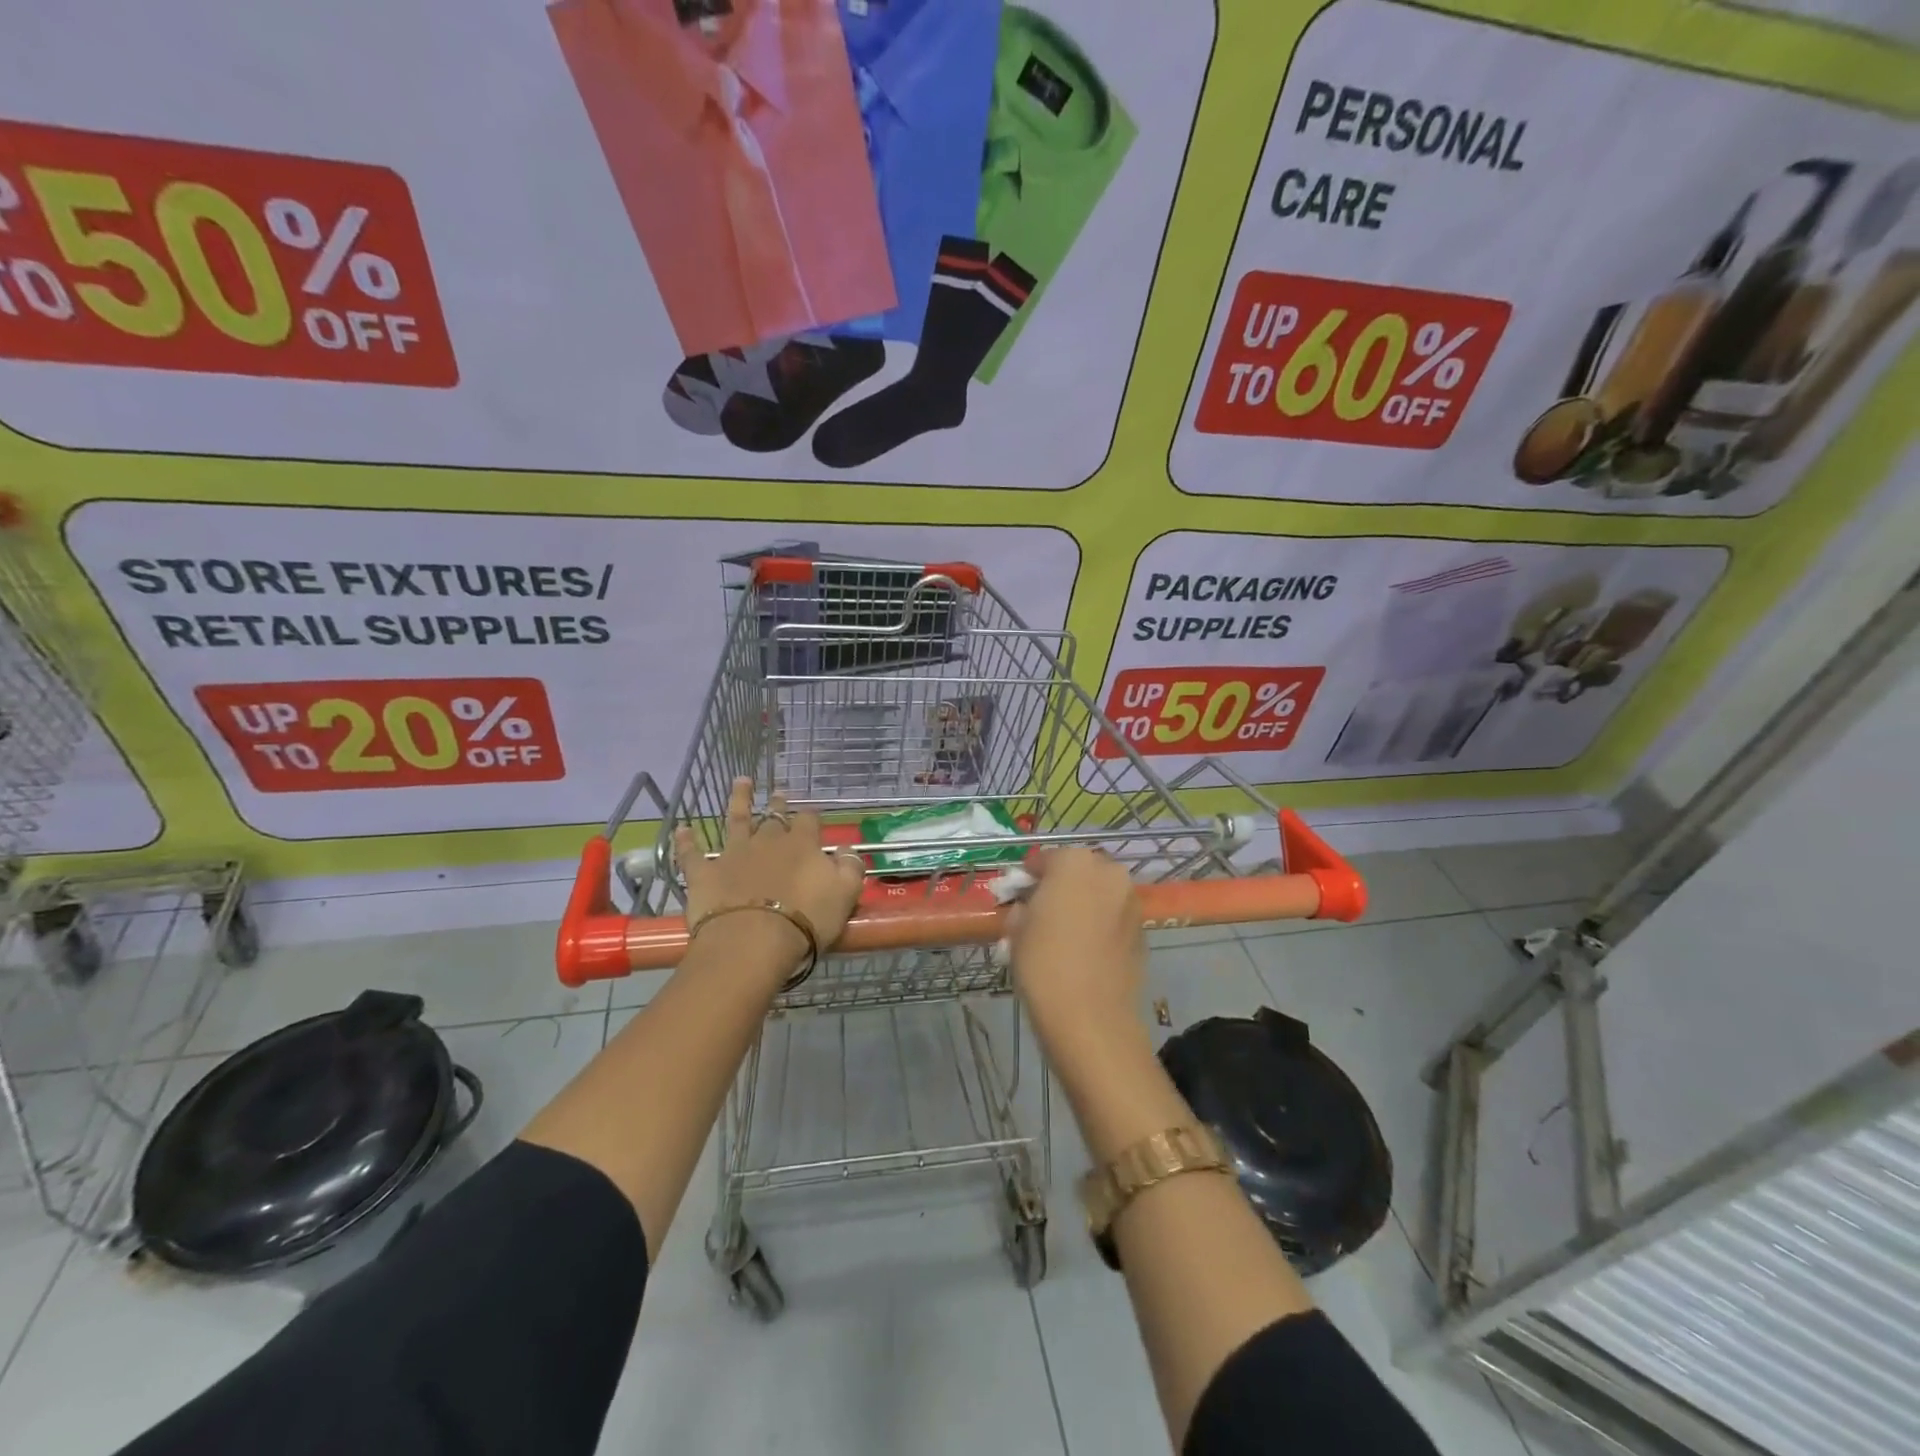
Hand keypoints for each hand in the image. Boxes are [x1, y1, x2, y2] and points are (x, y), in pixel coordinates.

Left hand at [675, 778, 864, 974]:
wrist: (753, 941)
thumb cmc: (806, 920)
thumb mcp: (845, 894)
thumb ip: (850, 868)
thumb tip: (846, 850)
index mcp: (802, 845)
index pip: (809, 820)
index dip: (811, 817)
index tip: (813, 816)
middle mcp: (767, 841)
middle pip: (774, 817)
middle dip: (778, 805)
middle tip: (779, 794)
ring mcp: (733, 854)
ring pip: (736, 820)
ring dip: (739, 800)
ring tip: (741, 782)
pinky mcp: (705, 873)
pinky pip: (692, 853)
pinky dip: (686, 841)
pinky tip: (682, 830)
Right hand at [1007, 849, 1145, 1043]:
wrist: (1091, 1016)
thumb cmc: (1044, 964)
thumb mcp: (1016, 930)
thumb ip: (1022, 907)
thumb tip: (1028, 908)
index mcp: (1074, 862)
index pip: (1045, 859)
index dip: (1029, 876)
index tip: (1017, 894)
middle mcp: (1108, 872)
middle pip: (1078, 871)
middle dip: (1061, 886)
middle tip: (1041, 912)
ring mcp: (1130, 900)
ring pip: (1100, 893)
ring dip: (1083, 904)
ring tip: (1063, 932)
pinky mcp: (1143, 930)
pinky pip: (1114, 917)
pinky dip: (1101, 925)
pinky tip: (1085, 950)